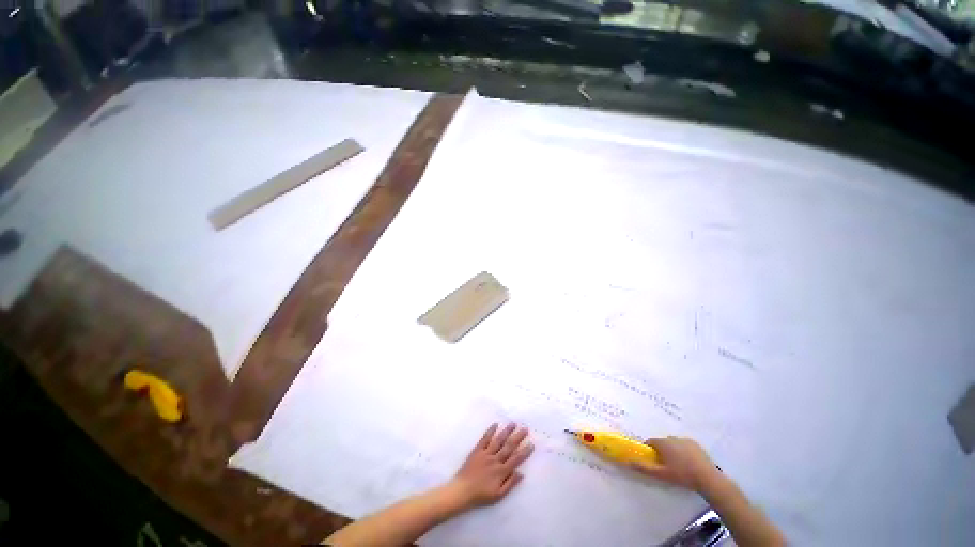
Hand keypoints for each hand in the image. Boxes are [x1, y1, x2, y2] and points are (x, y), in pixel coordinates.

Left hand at [446, 423, 533, 508]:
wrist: (462, 491)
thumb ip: (510, 484)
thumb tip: (521, 473)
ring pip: (498, 440)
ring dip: (506, 431)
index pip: (516, 459)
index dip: (524, 451)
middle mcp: (495, 460)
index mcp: (501, 471)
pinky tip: (496, 424)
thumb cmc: (481, 495)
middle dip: (518, 437)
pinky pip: (485, 439)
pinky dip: (490, 431)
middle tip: (525, 429)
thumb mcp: (498, 495)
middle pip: (509, 447)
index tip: (531, 444)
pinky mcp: (477, 450)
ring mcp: (486, 453)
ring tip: (513, 423)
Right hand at [631, 436, 719, 491]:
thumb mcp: (662, 474)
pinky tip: (688, 463)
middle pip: (662, 442)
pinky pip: (684, 445)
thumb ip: (645, 468)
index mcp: (663, 443)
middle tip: (666, 465)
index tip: (653, 460)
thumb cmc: (682, 475)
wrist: (708, 478)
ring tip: (678, 465)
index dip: (650, 450)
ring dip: (672, 450)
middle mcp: (672, 438)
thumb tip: (629, 461)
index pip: (651, 442)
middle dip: (662, 451)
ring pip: (674, 443)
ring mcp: (685, 440)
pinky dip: (683, 451)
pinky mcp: (696, 444)